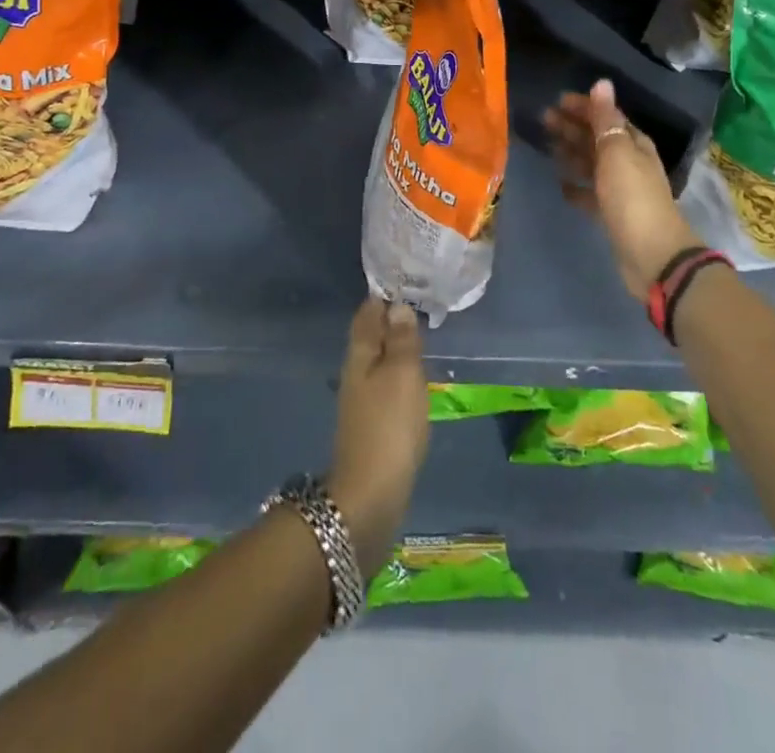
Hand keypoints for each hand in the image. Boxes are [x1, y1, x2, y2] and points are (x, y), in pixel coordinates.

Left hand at [326, 298, 427, 577]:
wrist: (370, 497)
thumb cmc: (389, 426)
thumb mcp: (403, 374)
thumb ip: (402, 339)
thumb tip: (397, 305)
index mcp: (360, 354)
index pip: (368, 313)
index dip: (383, 295)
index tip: (403, 278)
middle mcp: (355, 372)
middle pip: (370, 336)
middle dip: (389, 319)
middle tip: (416, 302)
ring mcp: (361, 400)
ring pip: (377, 360)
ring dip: (394, 346)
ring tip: (418, 335)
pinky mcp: (371, 425)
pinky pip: (385, 385)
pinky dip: (397, 373)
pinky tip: (412, 378)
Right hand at [545, 79, 702, 302]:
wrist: (652, 254)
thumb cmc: (632, 197)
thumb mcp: (617, 153)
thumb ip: (605, 120)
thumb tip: (601, 82)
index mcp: (634, 144)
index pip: (607, 117)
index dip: (584, 107)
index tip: (556, 101)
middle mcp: (629, 163)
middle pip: (597, 139)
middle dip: (572, 127)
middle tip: (543, 120)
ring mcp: (621, 190)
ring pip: (592, 164)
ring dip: (572, 153)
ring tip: (548, 146)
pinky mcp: (611, 214)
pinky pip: (590, 194)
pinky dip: (577, 187)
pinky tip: (561, 185)